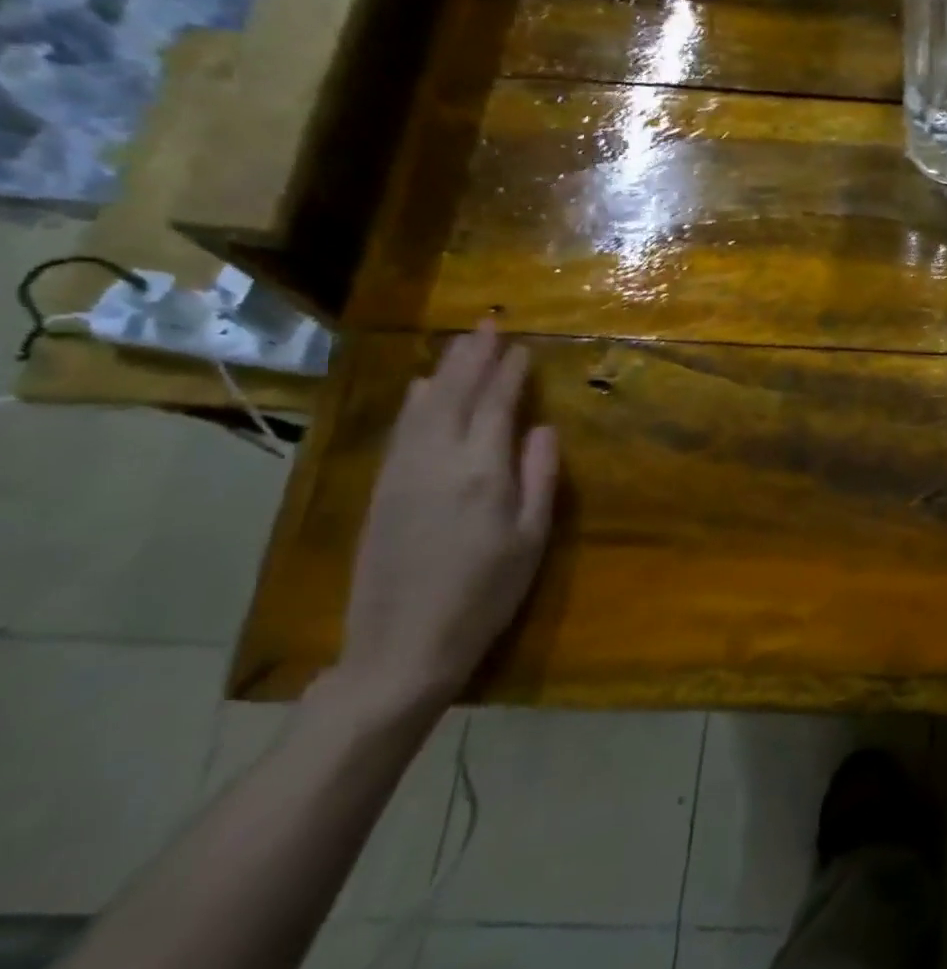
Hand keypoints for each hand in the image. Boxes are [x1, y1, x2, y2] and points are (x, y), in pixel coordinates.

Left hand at [337, 322, 559, 716]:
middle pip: (453, 394)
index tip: (522, 346)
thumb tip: (544, 428)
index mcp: (481, 472)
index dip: (509, 373)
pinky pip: (401, 429)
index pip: (496, 405)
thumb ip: (539, 477)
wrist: (402, 644)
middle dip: (472, 356)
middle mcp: (436, 460)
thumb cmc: (485, 593)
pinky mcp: (381, 489)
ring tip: (459, 345)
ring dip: (443, 371)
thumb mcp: (530, 538)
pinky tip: (421, 390)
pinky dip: (415, 401)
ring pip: (422, 406)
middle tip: (487, 323)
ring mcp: (401, 473)